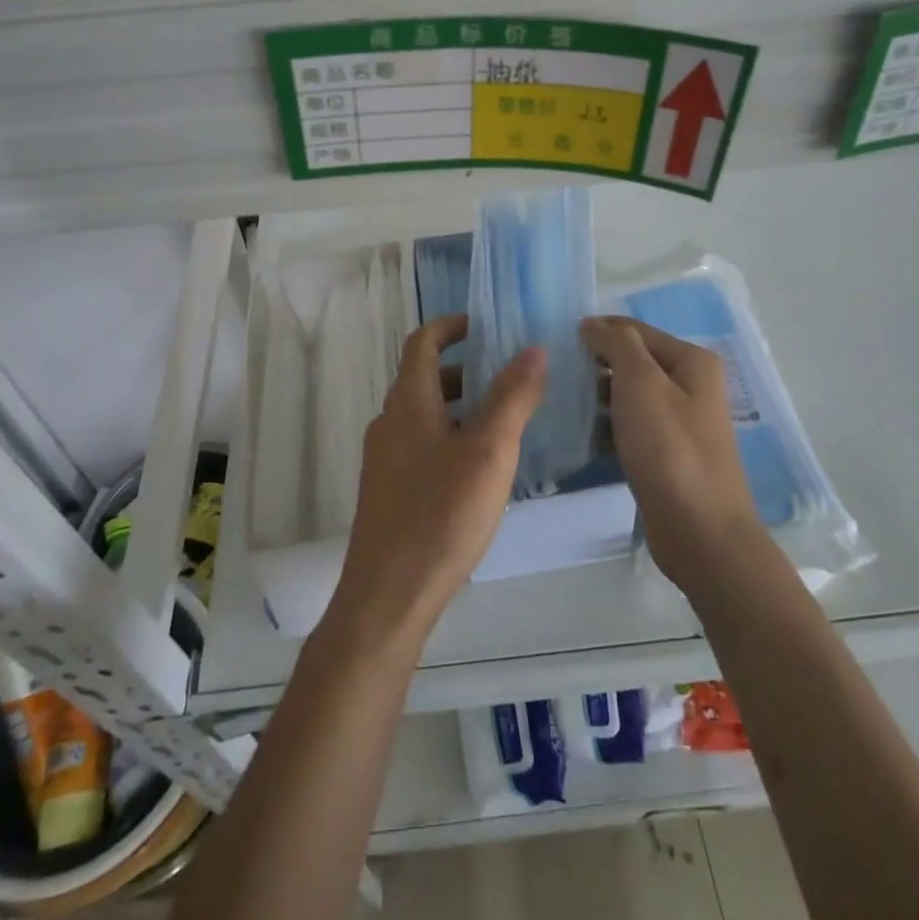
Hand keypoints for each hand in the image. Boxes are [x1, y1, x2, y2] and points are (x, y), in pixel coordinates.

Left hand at [333, 315, 547, 643]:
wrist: (388, 595)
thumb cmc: (441, 515)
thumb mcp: (489, 452)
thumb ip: (512, 397)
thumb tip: (533, 348)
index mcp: (408, 403)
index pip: (422, 343)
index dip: (449, 326)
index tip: (483, 324)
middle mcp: (389, 423)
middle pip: (423, 378)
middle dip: (463, 369)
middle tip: (507, 374)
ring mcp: (385, 459)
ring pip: (424, 415)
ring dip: (459, 406)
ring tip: (503, 420)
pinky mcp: (389, 491)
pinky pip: (421, 445)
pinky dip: (450, 437)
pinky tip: (480, 469)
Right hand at [580, 316, 776, 600]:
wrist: (701, 532)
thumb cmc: (670, 449)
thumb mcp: (641, 383)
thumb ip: (617, 344)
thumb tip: (592, 324)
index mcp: (692, 361)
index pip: (634, 330)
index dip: (596, 331)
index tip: (555, 343)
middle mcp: (690, 385)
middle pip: (632, 362)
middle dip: (594, 365)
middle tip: (553, 375)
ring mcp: (680, 421)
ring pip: (628, 396)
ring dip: (596, 398)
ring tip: (558, 403)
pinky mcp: (666, 454)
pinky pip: (629, 427)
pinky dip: (606, 427)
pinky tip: (578, 435)